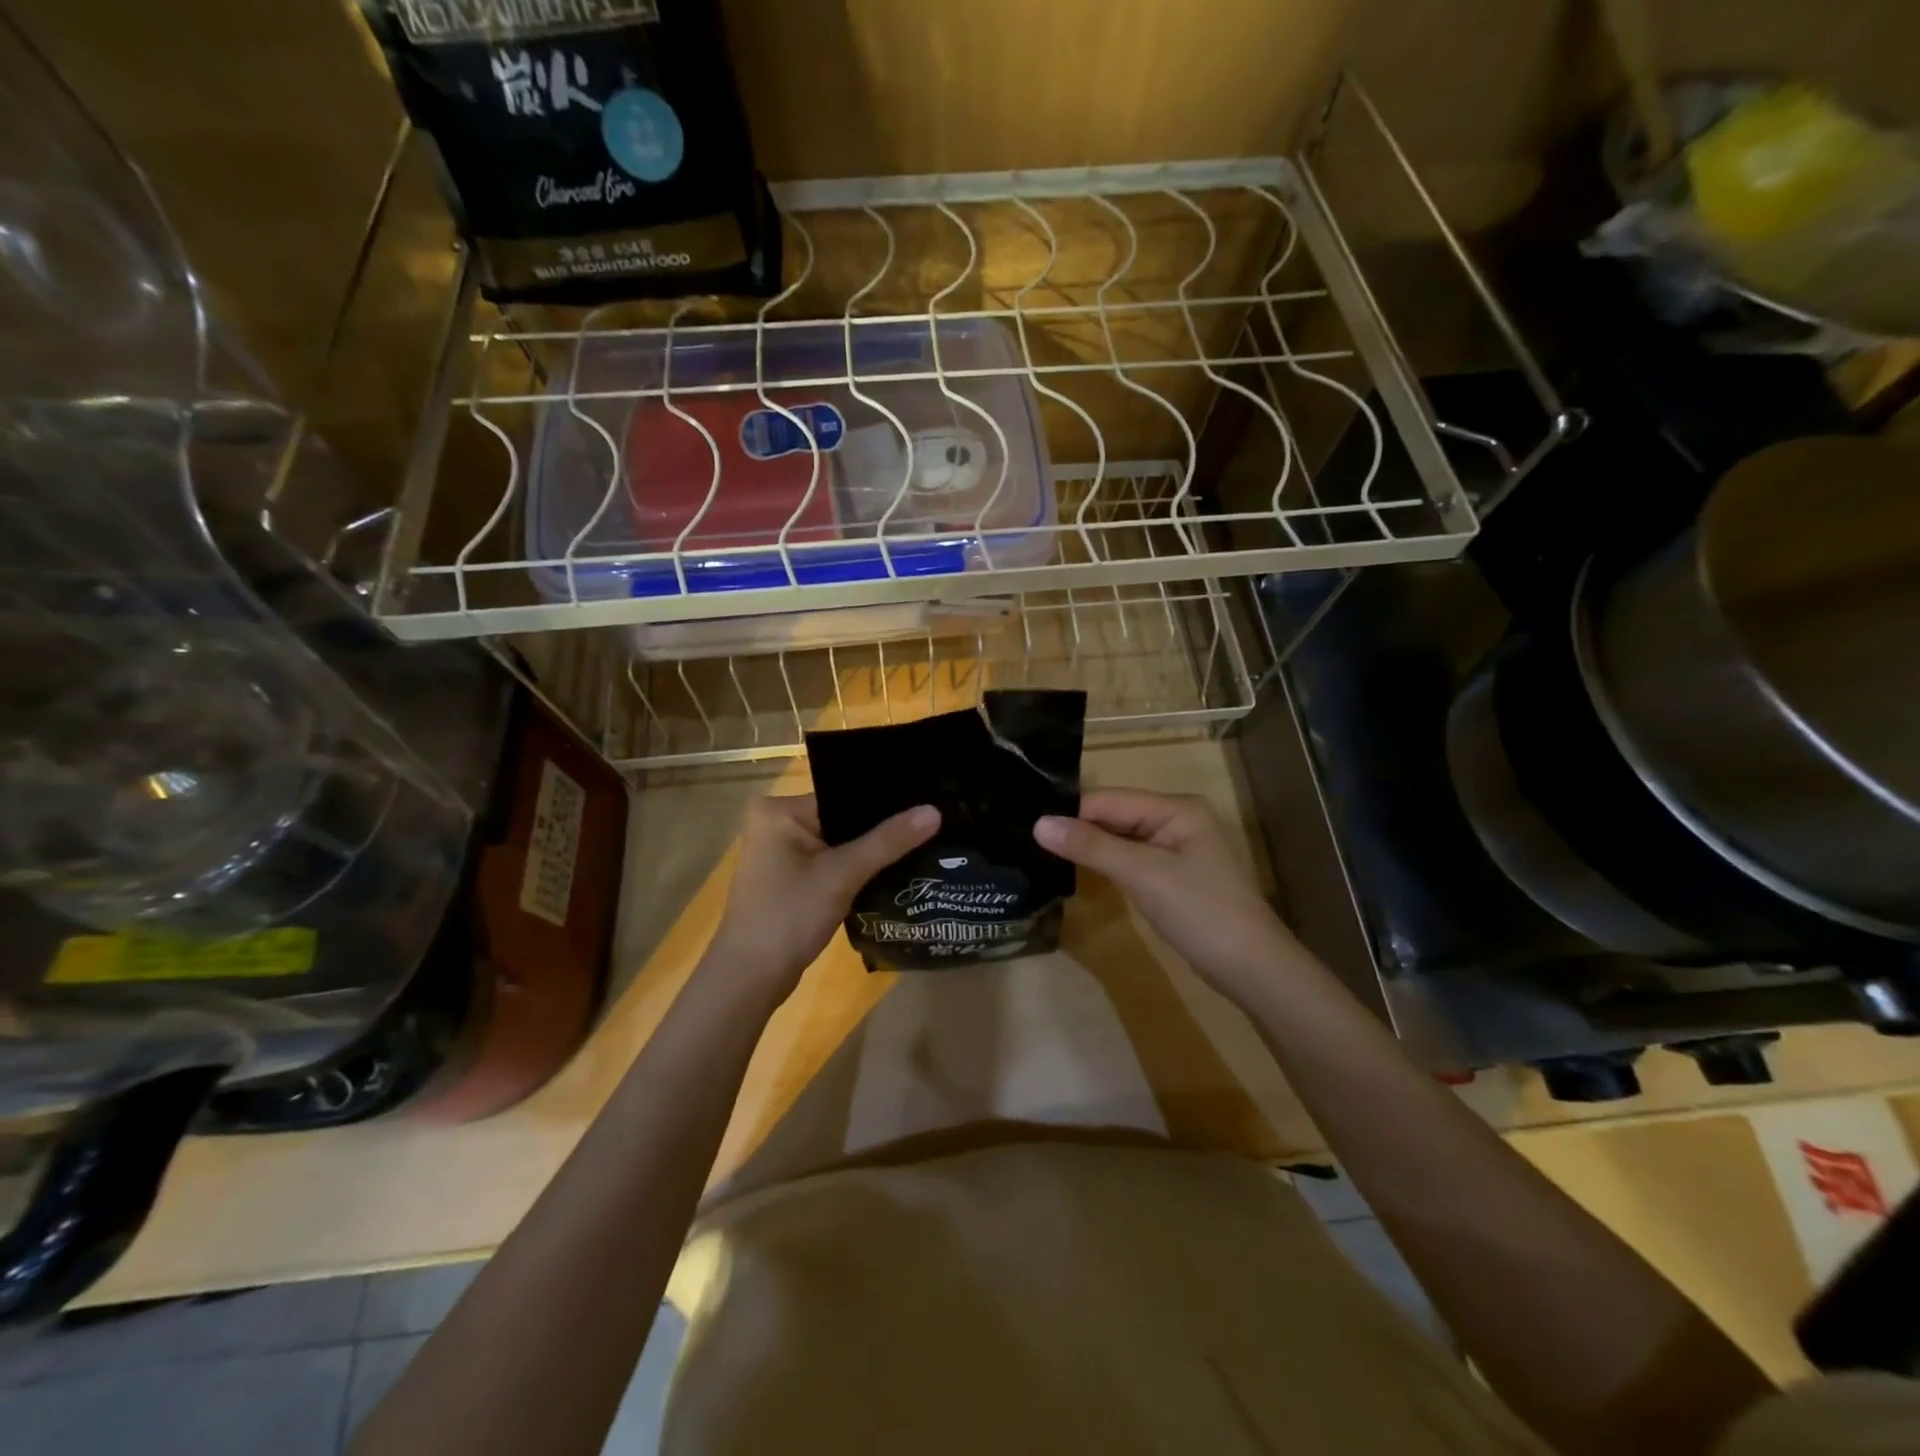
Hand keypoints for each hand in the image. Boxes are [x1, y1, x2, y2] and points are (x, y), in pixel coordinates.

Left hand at [703, 794, 939, 1005]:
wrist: (750, 979)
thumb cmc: (789, 916)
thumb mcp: (842, 875)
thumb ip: (889, 841)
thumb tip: (934, 811)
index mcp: (779, 810)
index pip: (843, 795)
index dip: (883, 803)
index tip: (925, 804)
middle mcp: (775, 823)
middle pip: (842, 818)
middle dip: (880, 829)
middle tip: (929, 826)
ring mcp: (780, 853)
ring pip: (838, 843)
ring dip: (870, 851)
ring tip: (920, 845)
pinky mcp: (788, 879)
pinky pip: (830, 863)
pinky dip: (855, 869)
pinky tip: (891, 872)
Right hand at [1035, 789, 1301, 1005]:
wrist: (1252, 968)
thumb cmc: (1200, 912)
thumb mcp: (1143, 874)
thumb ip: (1091, 846)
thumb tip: (1039, 823)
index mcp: (1176, 808)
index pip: (1110, 799)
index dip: (1070, 811)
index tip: (1026, 824)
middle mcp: (1178, 819)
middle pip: (1116, 815)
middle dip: (1078, 828)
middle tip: (1028, 838)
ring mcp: (1178, 848)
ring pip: (1122, 838)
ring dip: (1090, 846)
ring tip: (1042, 852)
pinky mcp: (1175, 875)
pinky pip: (1132, 859)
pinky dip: (1108, 863)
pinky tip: (1080, 871)